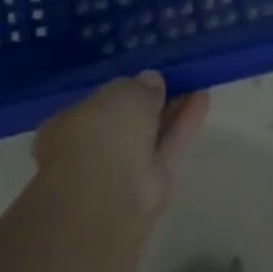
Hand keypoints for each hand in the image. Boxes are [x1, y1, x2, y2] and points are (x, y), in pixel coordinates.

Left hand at [32, 72, 209, 224]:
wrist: (108, 194)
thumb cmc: (101, 132)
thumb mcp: (123, 92)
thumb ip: (140, 85)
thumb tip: (152, 81)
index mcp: (68, 125)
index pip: (96, 104)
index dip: (122, 90)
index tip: (146, 77)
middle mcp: (93, 147)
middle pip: (128, 120)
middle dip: (151, 100)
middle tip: (175, 79)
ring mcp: (122, 167)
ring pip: (151, 132)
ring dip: (172, 109)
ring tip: (195, 83)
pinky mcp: (152, 181)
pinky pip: (170, 144)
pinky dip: (185, 122)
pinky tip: (203, 98)